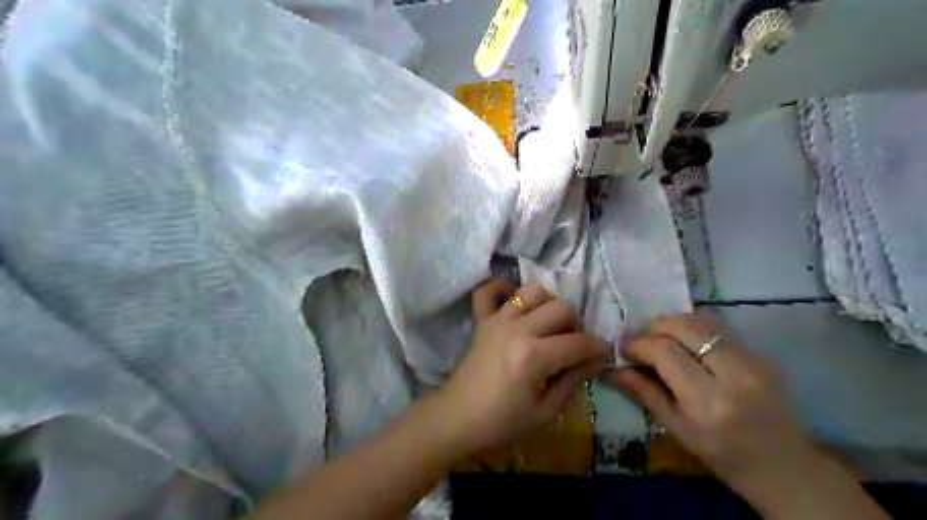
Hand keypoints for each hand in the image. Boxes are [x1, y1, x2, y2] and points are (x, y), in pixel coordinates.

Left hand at [439, 279, 612, 452]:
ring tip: (548, 323)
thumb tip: (595, 360)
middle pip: (560, 308)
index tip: (604, 354)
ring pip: (532, 290)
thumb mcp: (545, 412)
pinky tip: (514, 302)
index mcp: (533, 356)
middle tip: (573, 344)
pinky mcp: (480, 319)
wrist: (457, 417)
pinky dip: (502, 289)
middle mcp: (517, 329)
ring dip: (548, 303)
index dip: (599, 348)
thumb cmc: (501, 422)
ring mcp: (496, 320)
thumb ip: (573, 381)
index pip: (578, 343)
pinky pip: (488, 290)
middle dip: (576, 325)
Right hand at [602, 312, 812, 494]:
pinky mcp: (761, 354)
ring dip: (672, 323)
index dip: (638, 345)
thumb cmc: (723, 456)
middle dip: (653, 327)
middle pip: (684, 327)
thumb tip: (612, 368)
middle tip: (639, 339)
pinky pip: (718, 328)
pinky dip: (692, 328)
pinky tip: (683, 341)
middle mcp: (734, 374)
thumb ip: (644, 392)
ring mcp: (753, 360)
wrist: (786, 467)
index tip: (623, 349)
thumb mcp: (677, 429)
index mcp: (709, 402)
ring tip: (658, 337)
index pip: (666, 352)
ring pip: (702, 321)